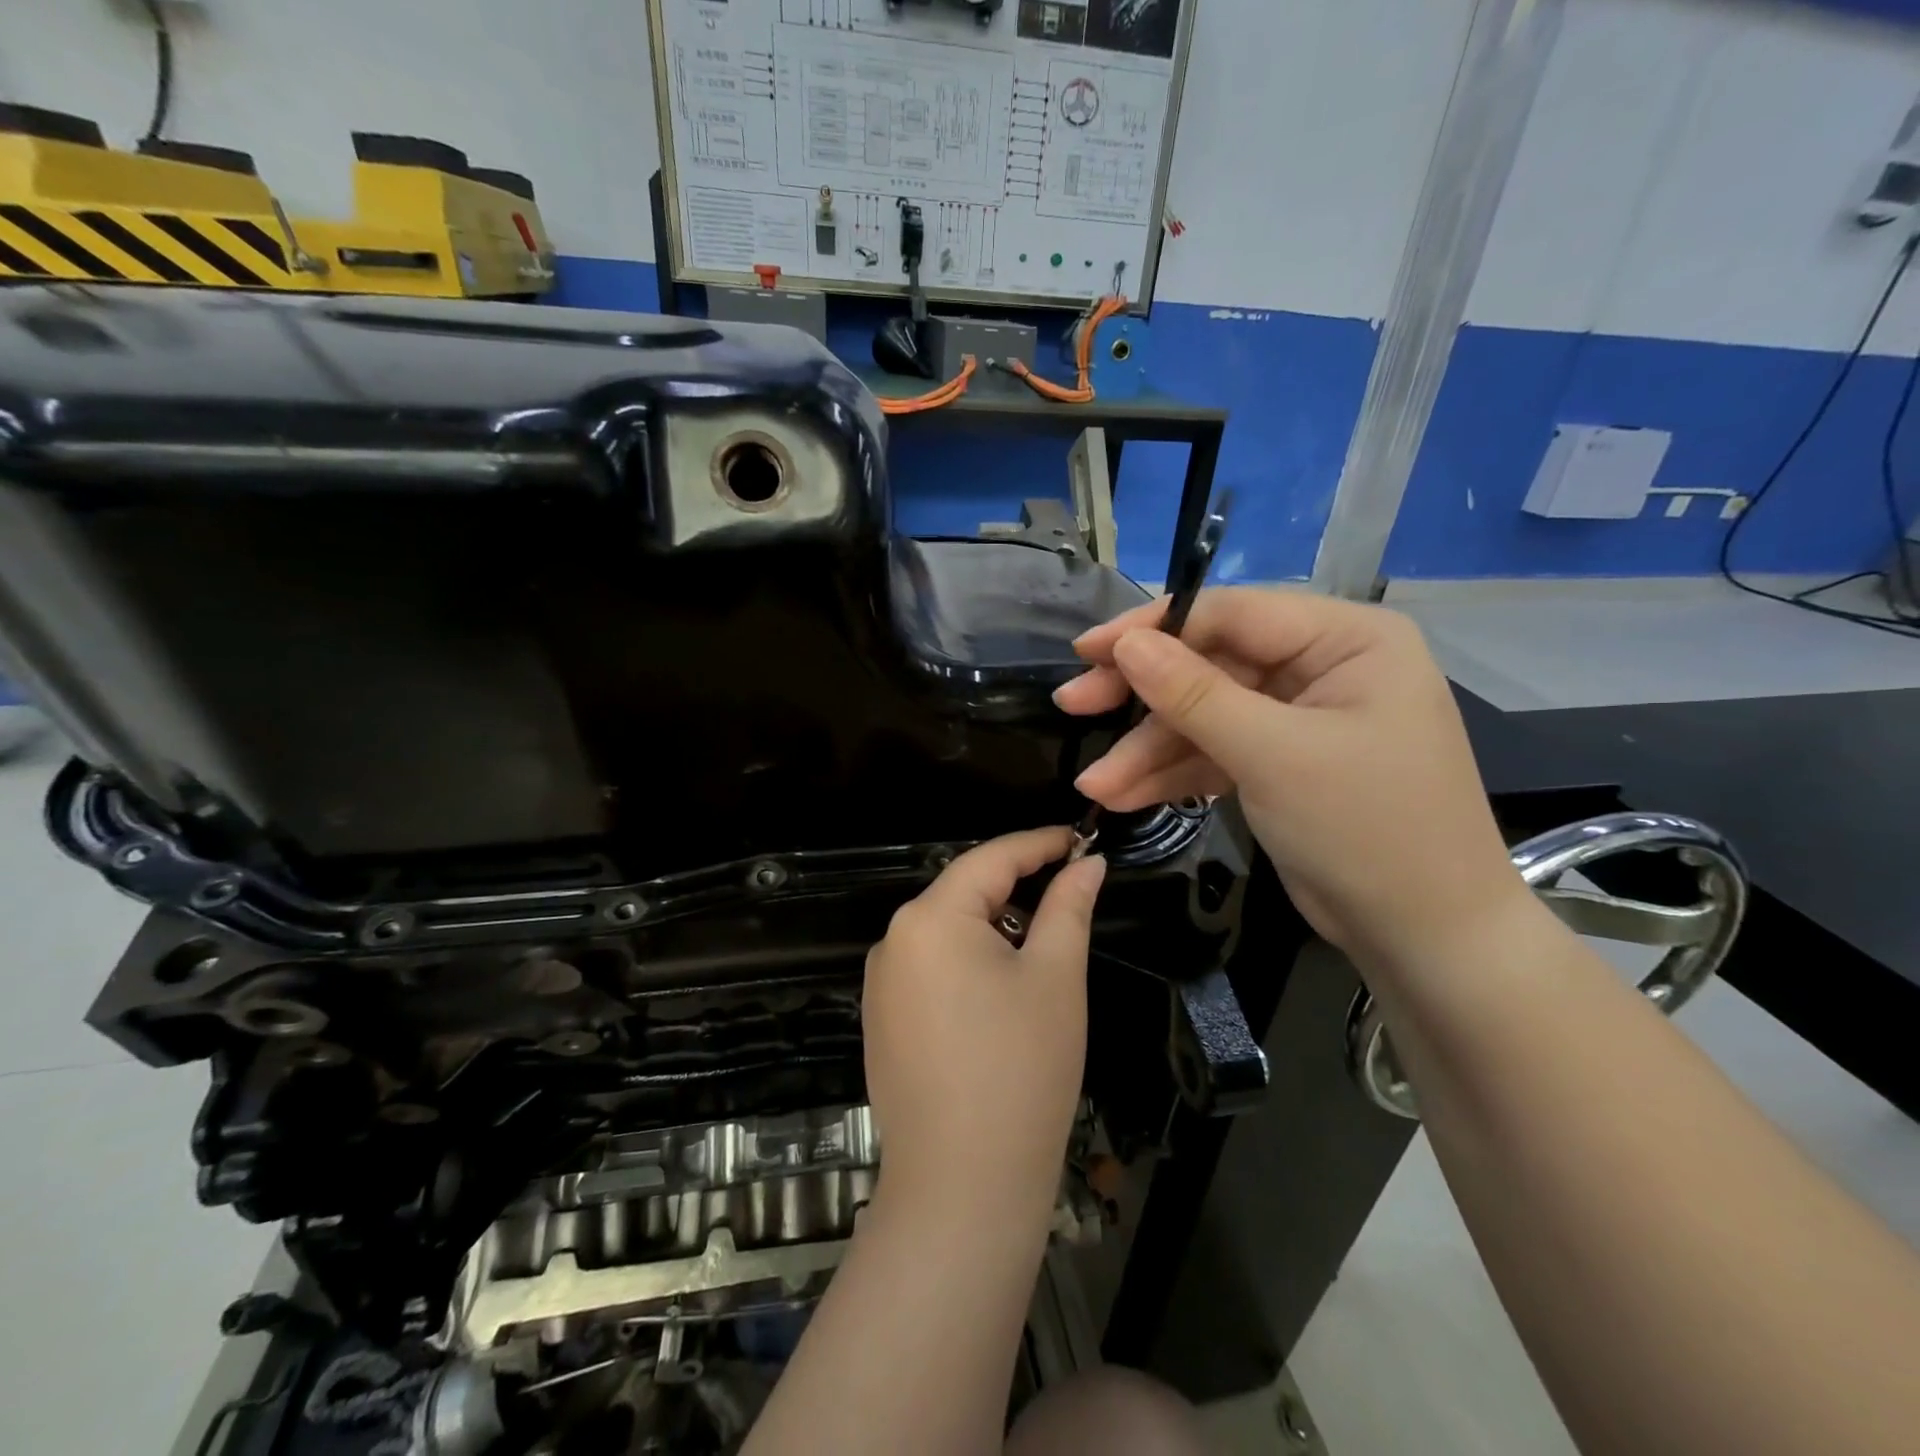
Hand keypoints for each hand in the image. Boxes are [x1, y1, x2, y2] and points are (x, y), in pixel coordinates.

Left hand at [862, 827, 1105, 1227]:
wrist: (962, 1186)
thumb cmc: (1021, 1068)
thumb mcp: (1055, 977)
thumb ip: (1069, 907)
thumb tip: (1087, 864)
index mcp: (930, 918)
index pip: (990, 858)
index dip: (1038, 844)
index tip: (1079, 841)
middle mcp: (893, 940)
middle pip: (964, 893)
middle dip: (1017, 888)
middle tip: (1070, 894)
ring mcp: (881, 983)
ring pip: (947, 932)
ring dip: (994, 927)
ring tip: (1042, 948)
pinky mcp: (882, 1020)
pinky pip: (931, 969)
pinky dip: (969, 962)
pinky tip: (1000, 994)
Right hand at [1054, 589, 1526, 970]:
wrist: (1425, 939)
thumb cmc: (1368, 830)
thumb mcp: (1274, 755)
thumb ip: (1194, 695)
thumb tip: (1127, 645)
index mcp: (1345, 639)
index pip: (1231, 614)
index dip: (1152, 629)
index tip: (1088, 651)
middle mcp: (1321, 667)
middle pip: (1209, 665)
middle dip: (1141, 697)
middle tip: (1073, 704)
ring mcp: (1297, 718)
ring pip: (1204, 717)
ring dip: (1148, 751)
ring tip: (1094, 785)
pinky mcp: (1279, 763)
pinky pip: (1215, 754)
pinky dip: (1172, 775)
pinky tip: (1123, 796)